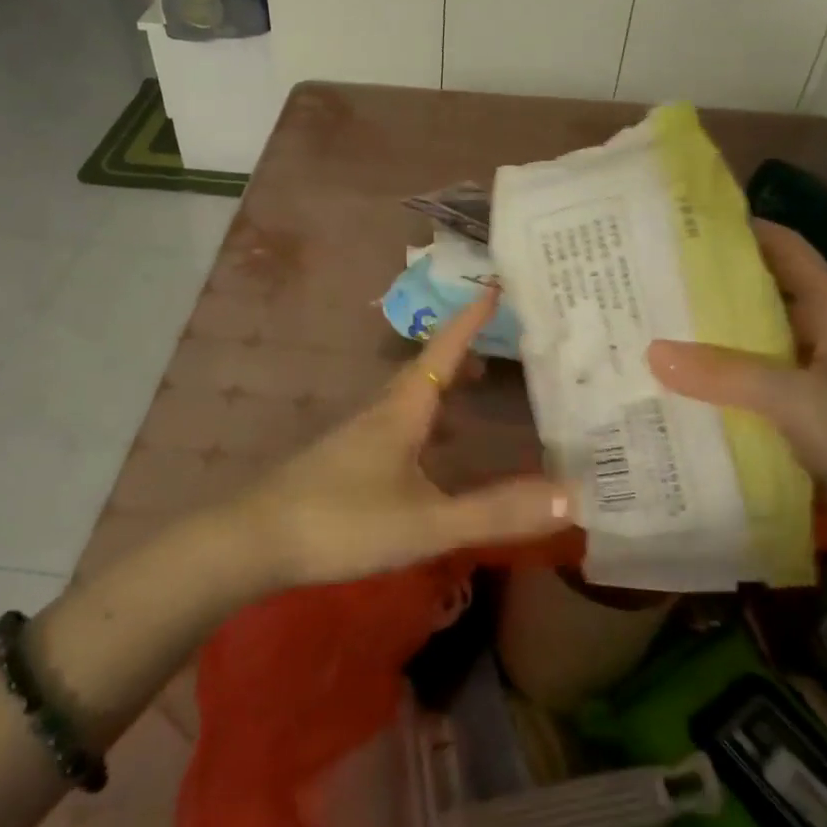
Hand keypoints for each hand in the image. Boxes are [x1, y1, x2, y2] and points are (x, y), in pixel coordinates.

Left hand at [231, 287, 570, 588]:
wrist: (255, 541)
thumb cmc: (343, 522)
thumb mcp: (427, 522)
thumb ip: (496, 512)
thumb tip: (571, 497)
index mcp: (401, 411)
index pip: (442, 352)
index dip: (469, 320)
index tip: (494, 285)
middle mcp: (379, 413)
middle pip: (424, 371)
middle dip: (459, 353)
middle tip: (495, 348)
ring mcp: (356, 437)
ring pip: (406, 399)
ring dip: (440, 387)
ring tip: (470, 391)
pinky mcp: (342, 462)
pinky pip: (394, 426)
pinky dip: (422, 421)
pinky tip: (427, 452)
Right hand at [646, 220, 826, 536]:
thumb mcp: (799, 399)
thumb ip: (728, 374)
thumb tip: (652, 350)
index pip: (785, 249)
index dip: (743, 230)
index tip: (685, 227)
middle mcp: (819, 335)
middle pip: (760, 296)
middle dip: (710, 288)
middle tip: (650, 283)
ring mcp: (810, 377)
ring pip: (751, 345)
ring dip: (709, 342)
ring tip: (650, 332)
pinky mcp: (801, 416)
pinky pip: (750, 389)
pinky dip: (718, 386)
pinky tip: (678, 390)